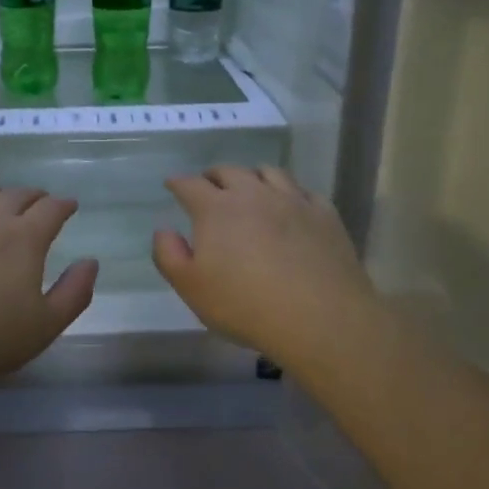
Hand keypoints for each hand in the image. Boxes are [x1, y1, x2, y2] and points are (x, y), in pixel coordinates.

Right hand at [153, 166, 376, 368]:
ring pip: (269, 172)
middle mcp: (253, 194)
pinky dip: (290, 193)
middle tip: (208, 185)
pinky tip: (290, 205)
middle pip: (230, 171)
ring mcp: (292, 200)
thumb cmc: (245, 305)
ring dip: (253, 176)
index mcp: (216, 209)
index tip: (172, 184)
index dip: (178, 183)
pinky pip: (303, 191)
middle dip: (214, 175)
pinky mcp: (324, 214)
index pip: (190, 185)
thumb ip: (168, 255)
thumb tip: (164, 230)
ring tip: (250, 187)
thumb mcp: (191, 287)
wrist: (320, 318)